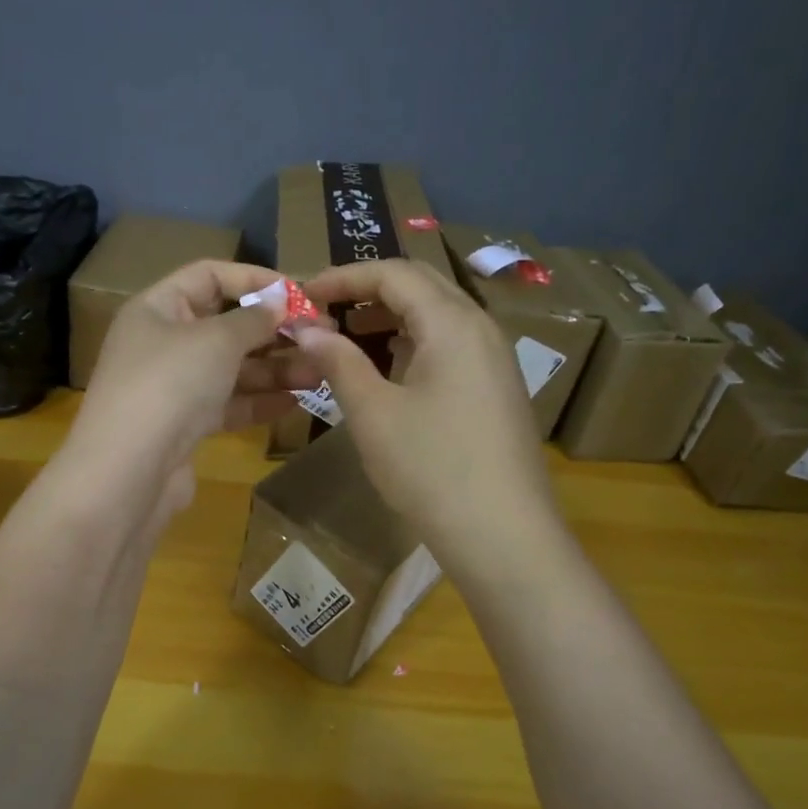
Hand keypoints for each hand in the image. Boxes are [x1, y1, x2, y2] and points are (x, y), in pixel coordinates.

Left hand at [68, 260, 323, 524]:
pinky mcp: (183, 426)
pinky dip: (259, 401)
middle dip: (273, 330)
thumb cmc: (170, 384)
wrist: (128, 472)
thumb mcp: (217, 339)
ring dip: (274, 368)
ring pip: (230, 368)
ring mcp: (172, 387)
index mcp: (157, 308)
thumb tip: (280, 303)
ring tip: (319, 372)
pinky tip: (296, 402)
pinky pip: (227, 404)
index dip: (254, 279)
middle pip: (224, 325)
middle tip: (321, 336)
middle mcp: (162, 343)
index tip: (299, 293)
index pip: (208, 275)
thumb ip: (254, 319)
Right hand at [297, 260, 555, 554]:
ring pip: (437, 315)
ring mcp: (495, 358)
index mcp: (452, 323)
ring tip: (347, 338)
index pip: (394, 273)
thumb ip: (338, 361)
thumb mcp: (373, 413)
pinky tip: (387, 369)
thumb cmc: (431, 468)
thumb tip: (307, 328)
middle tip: (323, 311)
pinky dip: (412, 342)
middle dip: (368, 290)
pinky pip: (450, 344)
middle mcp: (480, 327)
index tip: (304, 295)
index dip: (344, 276)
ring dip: (390, 316)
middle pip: (421, 285)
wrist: (503, 535)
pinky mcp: (497, 387)